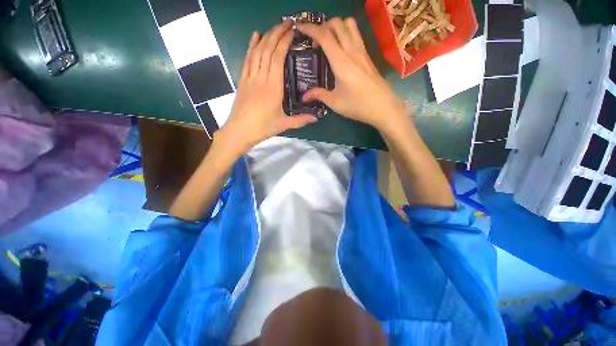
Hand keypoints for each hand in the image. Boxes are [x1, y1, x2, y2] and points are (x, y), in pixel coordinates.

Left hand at [216, 21, 317, 154]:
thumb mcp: (283, 125)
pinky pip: (247, 59)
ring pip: (257, 52)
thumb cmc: (262, 128)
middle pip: (267, 50)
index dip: (284, 42)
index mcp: (273, 88)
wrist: (239, 131)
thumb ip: (300, 120)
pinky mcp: (242, 80)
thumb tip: (316, 118)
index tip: (292, 31)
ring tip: (275, 27)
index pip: (277, 58)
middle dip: (277, 33)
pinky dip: (251, 46)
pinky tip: (255, 36)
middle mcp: (261, 79)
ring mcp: (249, 78)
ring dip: (266, 37)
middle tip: (287, 23)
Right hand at [298, 18, 406, 132]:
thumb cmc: (357, 105)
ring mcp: (362, 51)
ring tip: (330, 42)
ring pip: (350, 24)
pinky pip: (356, 35)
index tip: (300, 28)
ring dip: (337, 27)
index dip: (310, 28)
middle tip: (316, 42)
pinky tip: (342, 50)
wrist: (383, 107)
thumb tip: (304, 96)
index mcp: (341, 61)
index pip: (324, 35)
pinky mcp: (368, 55)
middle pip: (337, 23)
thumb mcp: (335, 102)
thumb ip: (319, 95)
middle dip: (323, 26)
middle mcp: (352, 50)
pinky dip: (346, 34)